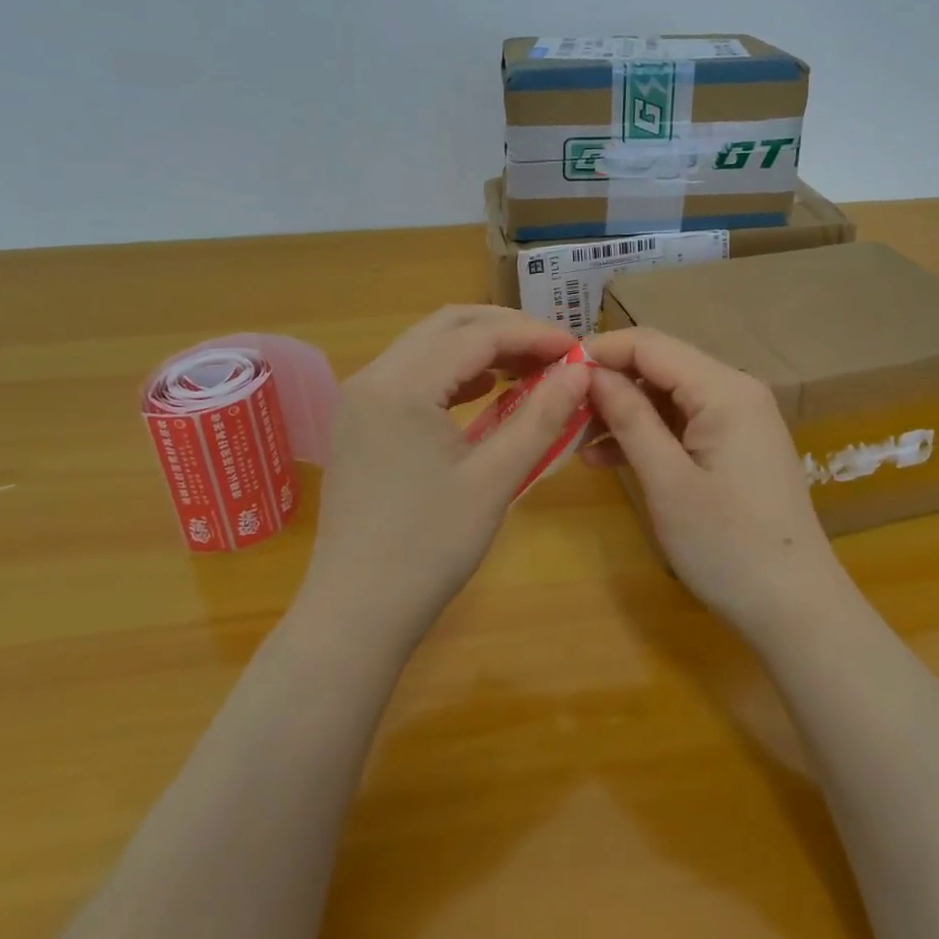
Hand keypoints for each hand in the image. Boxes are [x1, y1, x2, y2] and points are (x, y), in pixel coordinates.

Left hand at [298, 306, 591, 648]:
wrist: (357, 612)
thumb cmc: (429, 547)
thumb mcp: (495, 479)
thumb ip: (540, 417)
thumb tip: (581, 371)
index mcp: (401, 384)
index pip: (477, 336)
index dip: (533, 336)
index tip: (577, 349)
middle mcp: (372, 377)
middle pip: (447, 326)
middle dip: (506, 331)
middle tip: (555, 353)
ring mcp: (360, 400)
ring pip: (427, 346)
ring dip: (479, 348)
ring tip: (529, 368)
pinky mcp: (359, 422)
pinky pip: (412, 375)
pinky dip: (453, 373)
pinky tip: (485, 390)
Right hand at [582, 327, 845, 641]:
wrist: (795, 608)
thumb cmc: (728, 547)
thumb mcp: (668, 482)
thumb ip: (630, 418)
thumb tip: (591, 372)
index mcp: (725, 390)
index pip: (651, 345)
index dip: (601, 351)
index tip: (554, 374)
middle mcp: (737, 391)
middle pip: (661, 366)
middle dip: (609, 384)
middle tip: (561, 413)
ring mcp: (741, 419)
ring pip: (668, 396)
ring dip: (624, 413)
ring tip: (576, 442)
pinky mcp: (737, 445)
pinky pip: (684, 423)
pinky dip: (648, 435)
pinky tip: (608, 459)